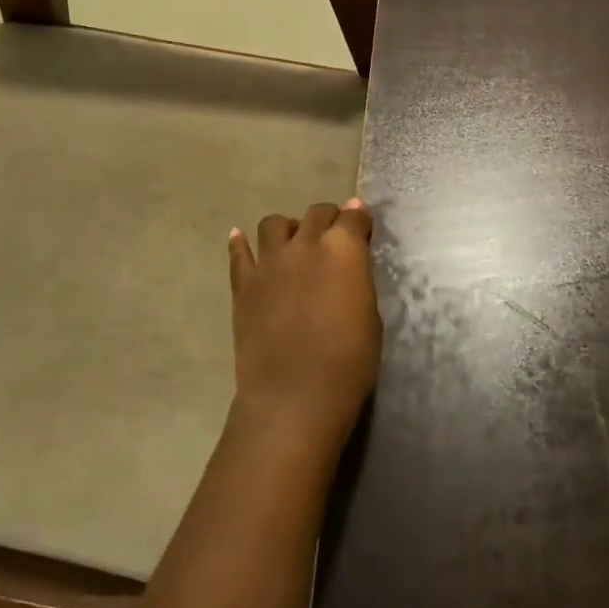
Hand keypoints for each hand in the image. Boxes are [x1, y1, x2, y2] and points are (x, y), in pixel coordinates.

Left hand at [227, 200, 380, 449]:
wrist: (295, 394)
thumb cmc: (349, 360)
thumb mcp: (369, 314)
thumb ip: (357, 278)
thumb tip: (350, 263)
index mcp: (343, 249)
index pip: (354, 216)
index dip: (360, 218)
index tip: (362, 225)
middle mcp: (305, 244)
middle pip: (316, 213)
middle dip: (328, 219)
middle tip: (333, 235)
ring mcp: (270, 261)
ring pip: (274, 224)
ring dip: (288, 228)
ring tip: (293, 244)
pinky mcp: (244, 283)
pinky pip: (239, 252)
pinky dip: (241, 243)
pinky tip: (240, 238)